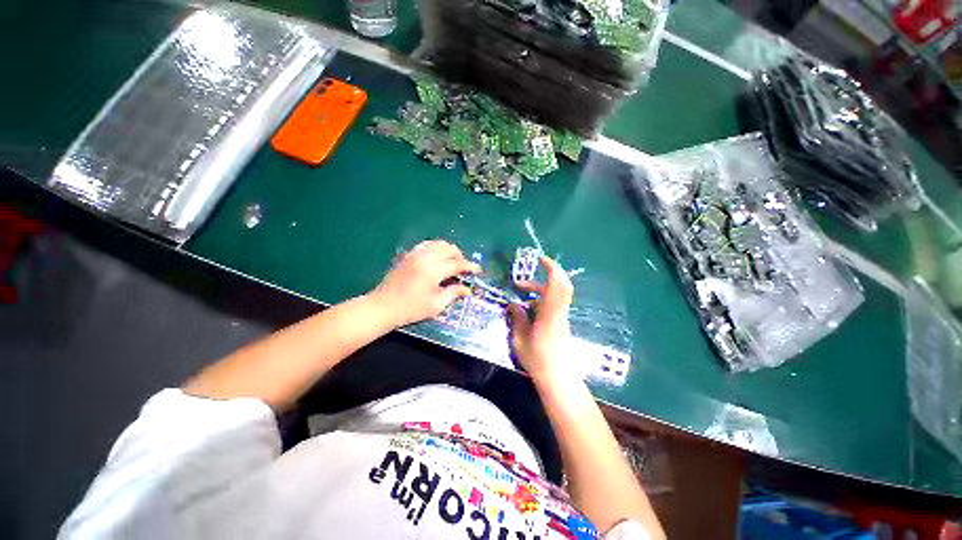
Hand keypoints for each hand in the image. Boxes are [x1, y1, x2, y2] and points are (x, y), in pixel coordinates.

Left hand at [371, 240, 480, 326]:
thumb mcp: (436, 304)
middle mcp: (427, 257)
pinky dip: (436, 248)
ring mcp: (416, 253)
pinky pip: (427, 244)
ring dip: (449, 251)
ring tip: (452, 262)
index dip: (470, 266)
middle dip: (461, 257)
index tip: (478, 270)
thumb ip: (453, 293)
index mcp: (435, 270)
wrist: (383, 306)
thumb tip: (467, 289)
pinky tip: (437, 257)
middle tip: (464, 269)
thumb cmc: (411, 308)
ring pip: (439, 243)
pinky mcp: (408, 254)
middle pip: (450, 249)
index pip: (458, 263)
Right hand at [507, 256, 575, 382]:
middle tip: (523, 279)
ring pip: (554, 295)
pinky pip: (552, 303)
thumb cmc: (537, 360)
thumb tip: (513, 304)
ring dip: (538, 290)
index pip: (556, 286)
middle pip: (560, 286)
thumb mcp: (520, 339)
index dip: (552, 269)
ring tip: (519, 294)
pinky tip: (527, 309)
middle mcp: (558, 312)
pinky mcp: (561, 322)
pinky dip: (540, 299)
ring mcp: (561, 317)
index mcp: (549, 314)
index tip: (542, 259)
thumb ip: (518, 318)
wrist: (558, 378)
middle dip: (545, 275)